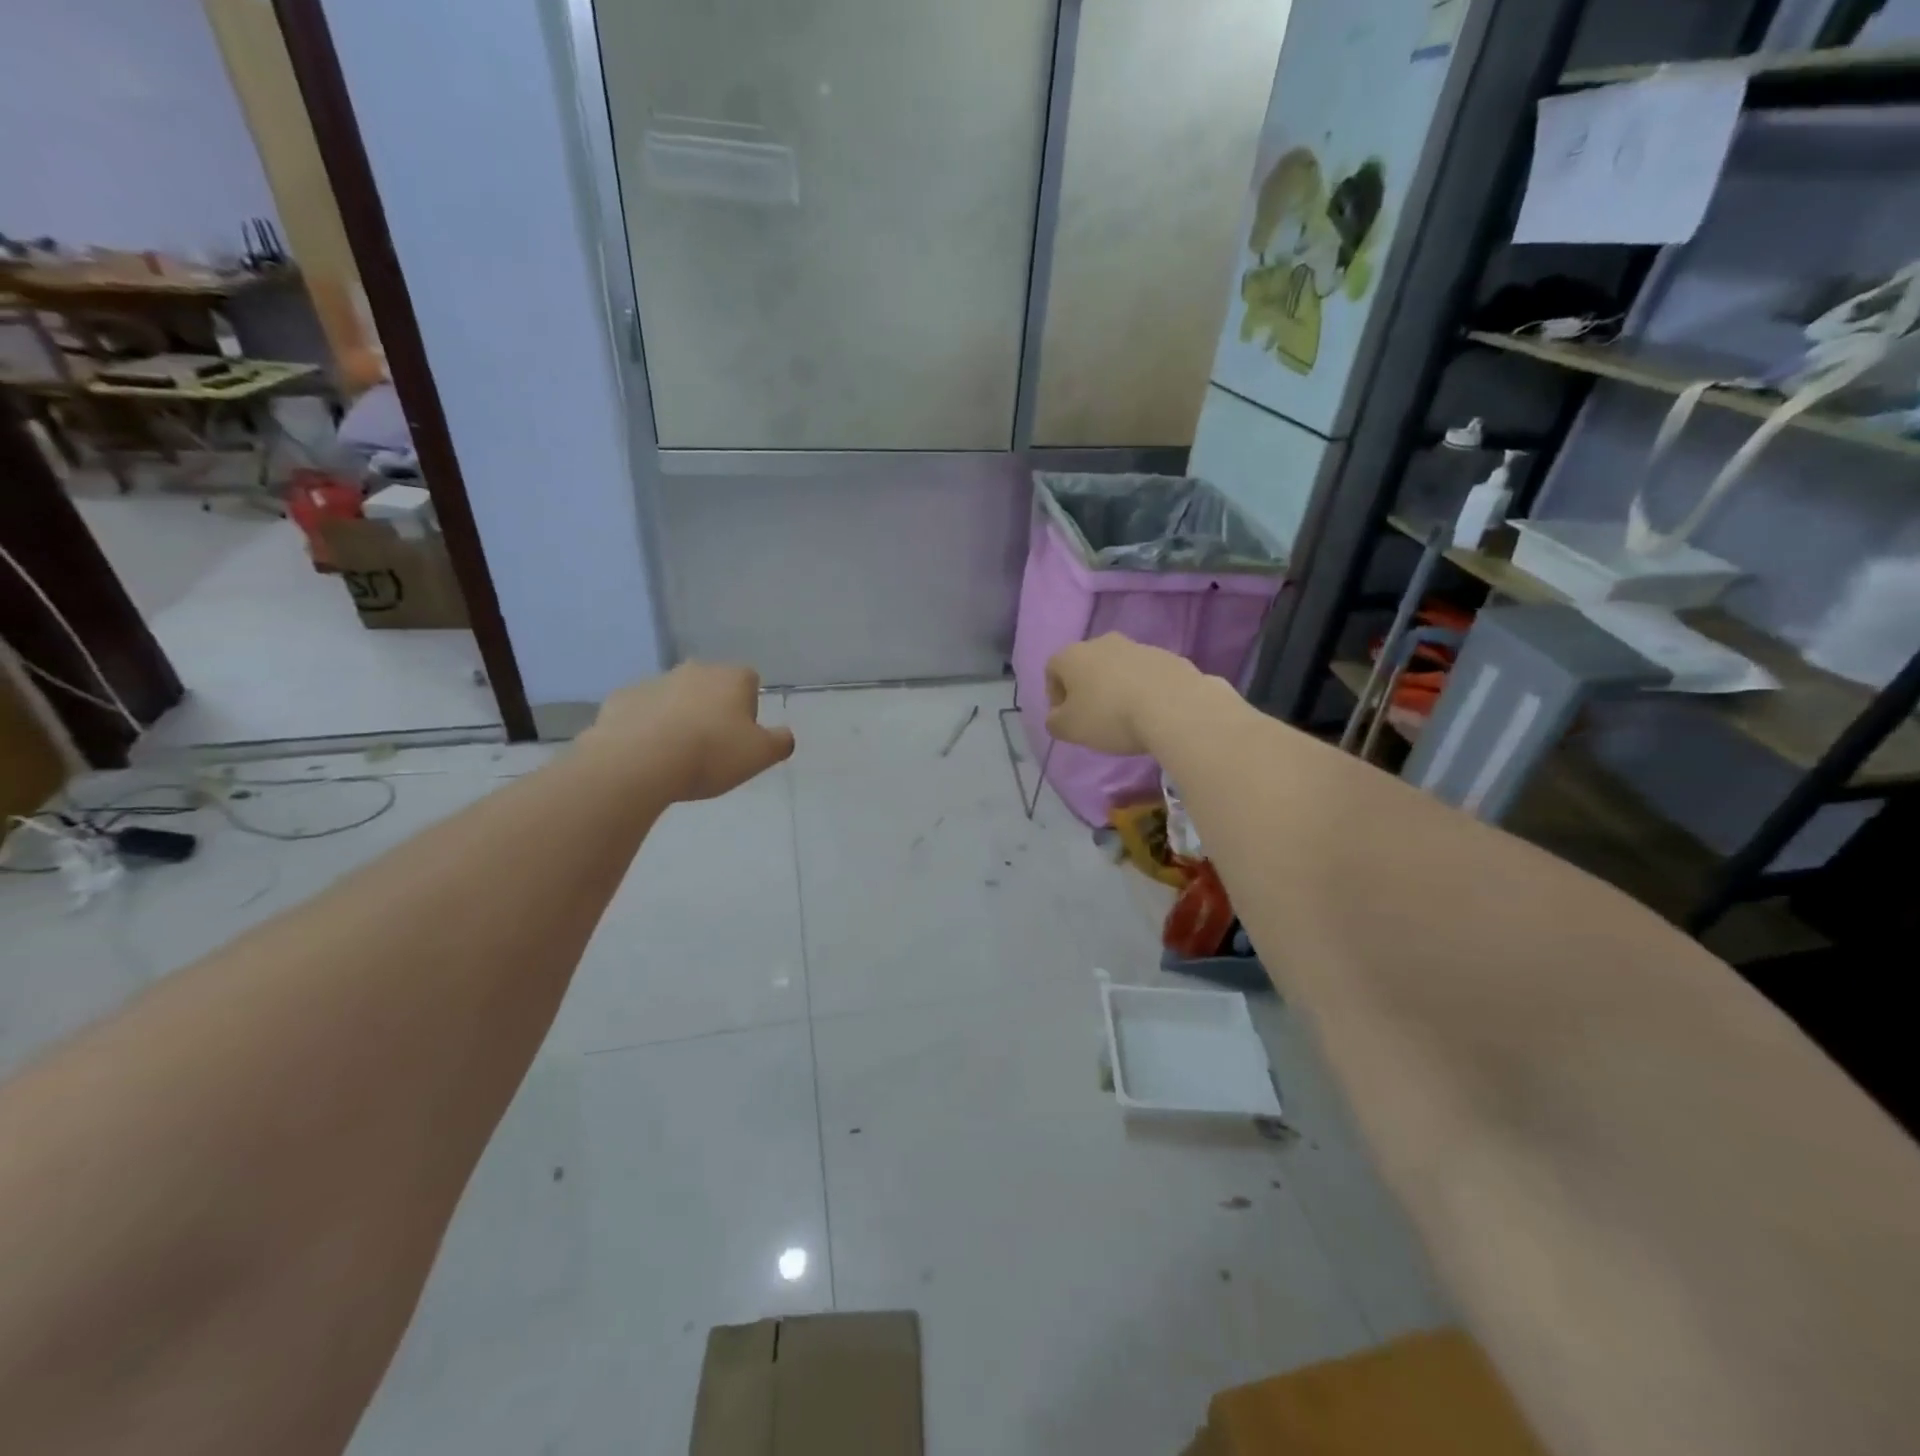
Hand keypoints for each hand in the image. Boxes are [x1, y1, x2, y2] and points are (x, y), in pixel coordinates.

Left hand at [584, 663, 794, 800]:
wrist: (638, 761)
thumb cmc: (710, 754)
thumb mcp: (761, 755)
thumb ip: (780, 742)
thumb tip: (785, 736)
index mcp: (731, 677)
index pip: (750, 682)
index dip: (748, 709)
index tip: (742, 737)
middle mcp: (694, 670)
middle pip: (711, 686)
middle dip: (713, 710)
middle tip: (711, 747)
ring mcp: (653, 681)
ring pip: (674, 697)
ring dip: (678, 717)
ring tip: (676, 755)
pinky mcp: (620, 699)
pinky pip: (641, 711)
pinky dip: (645, 727)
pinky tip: (646, 754)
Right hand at [1045, 635, 1198, 756]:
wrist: (1174, 707)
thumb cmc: (1110, 716)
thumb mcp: (1070, 729)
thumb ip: (1055, 723)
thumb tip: (1057, 717)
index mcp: (1073, 655)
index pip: (1052, 670)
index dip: (1055, 696)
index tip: (1066, 719)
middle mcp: (1103, 642)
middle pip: (1086, 665)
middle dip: (1087, 689)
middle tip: (1094, 718)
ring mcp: (1138, 646)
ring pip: (1118, 668)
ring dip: (1116, 688)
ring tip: (1126, 717)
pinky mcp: (1168, 657)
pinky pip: (1146, 674)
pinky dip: (1143, 689)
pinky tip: (1150, 712)